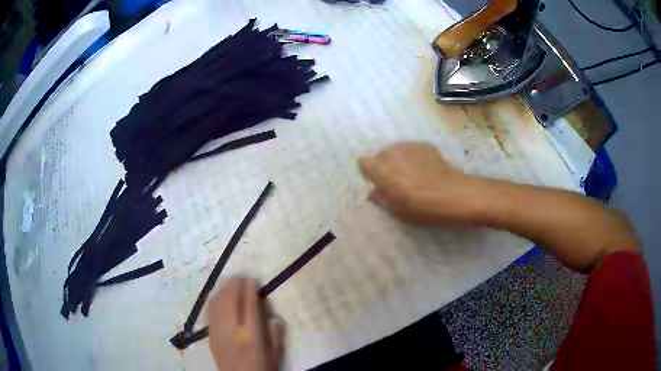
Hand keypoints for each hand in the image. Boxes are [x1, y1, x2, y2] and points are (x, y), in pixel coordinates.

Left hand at [208, 278, 283, 370]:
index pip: (249, 303)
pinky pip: (210, 312)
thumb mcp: (276, 352)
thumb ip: (275, 332)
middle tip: (242, 276)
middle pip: (229, 299)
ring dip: (223, 288)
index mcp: (251, 334)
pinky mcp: (210, 335)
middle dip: (235, 283)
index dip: (250, 288)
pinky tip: (219, 295)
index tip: (254, 279)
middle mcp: (232, 329)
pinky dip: (215, 299)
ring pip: (217, 303)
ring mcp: (218, 331)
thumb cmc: (263, 368)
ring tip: (231, 281)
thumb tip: (270, 314)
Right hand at [359, 142, 479, 225]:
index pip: (364, 162)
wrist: (457, 194)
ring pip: (396, 151)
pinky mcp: (425, 146)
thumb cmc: (424, 208)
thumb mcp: (398, 210)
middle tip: (396, 183)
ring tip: (411, 176)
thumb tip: (373, 192)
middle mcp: (393, 153)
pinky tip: (423, 170)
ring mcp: (410, 146)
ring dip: (398, 161)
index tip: (378, 184)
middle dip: (384, 167)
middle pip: (380, 156)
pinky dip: (412, 158)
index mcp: (382, 169)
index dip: (369, 173)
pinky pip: (410, 150)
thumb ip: (381, 198)